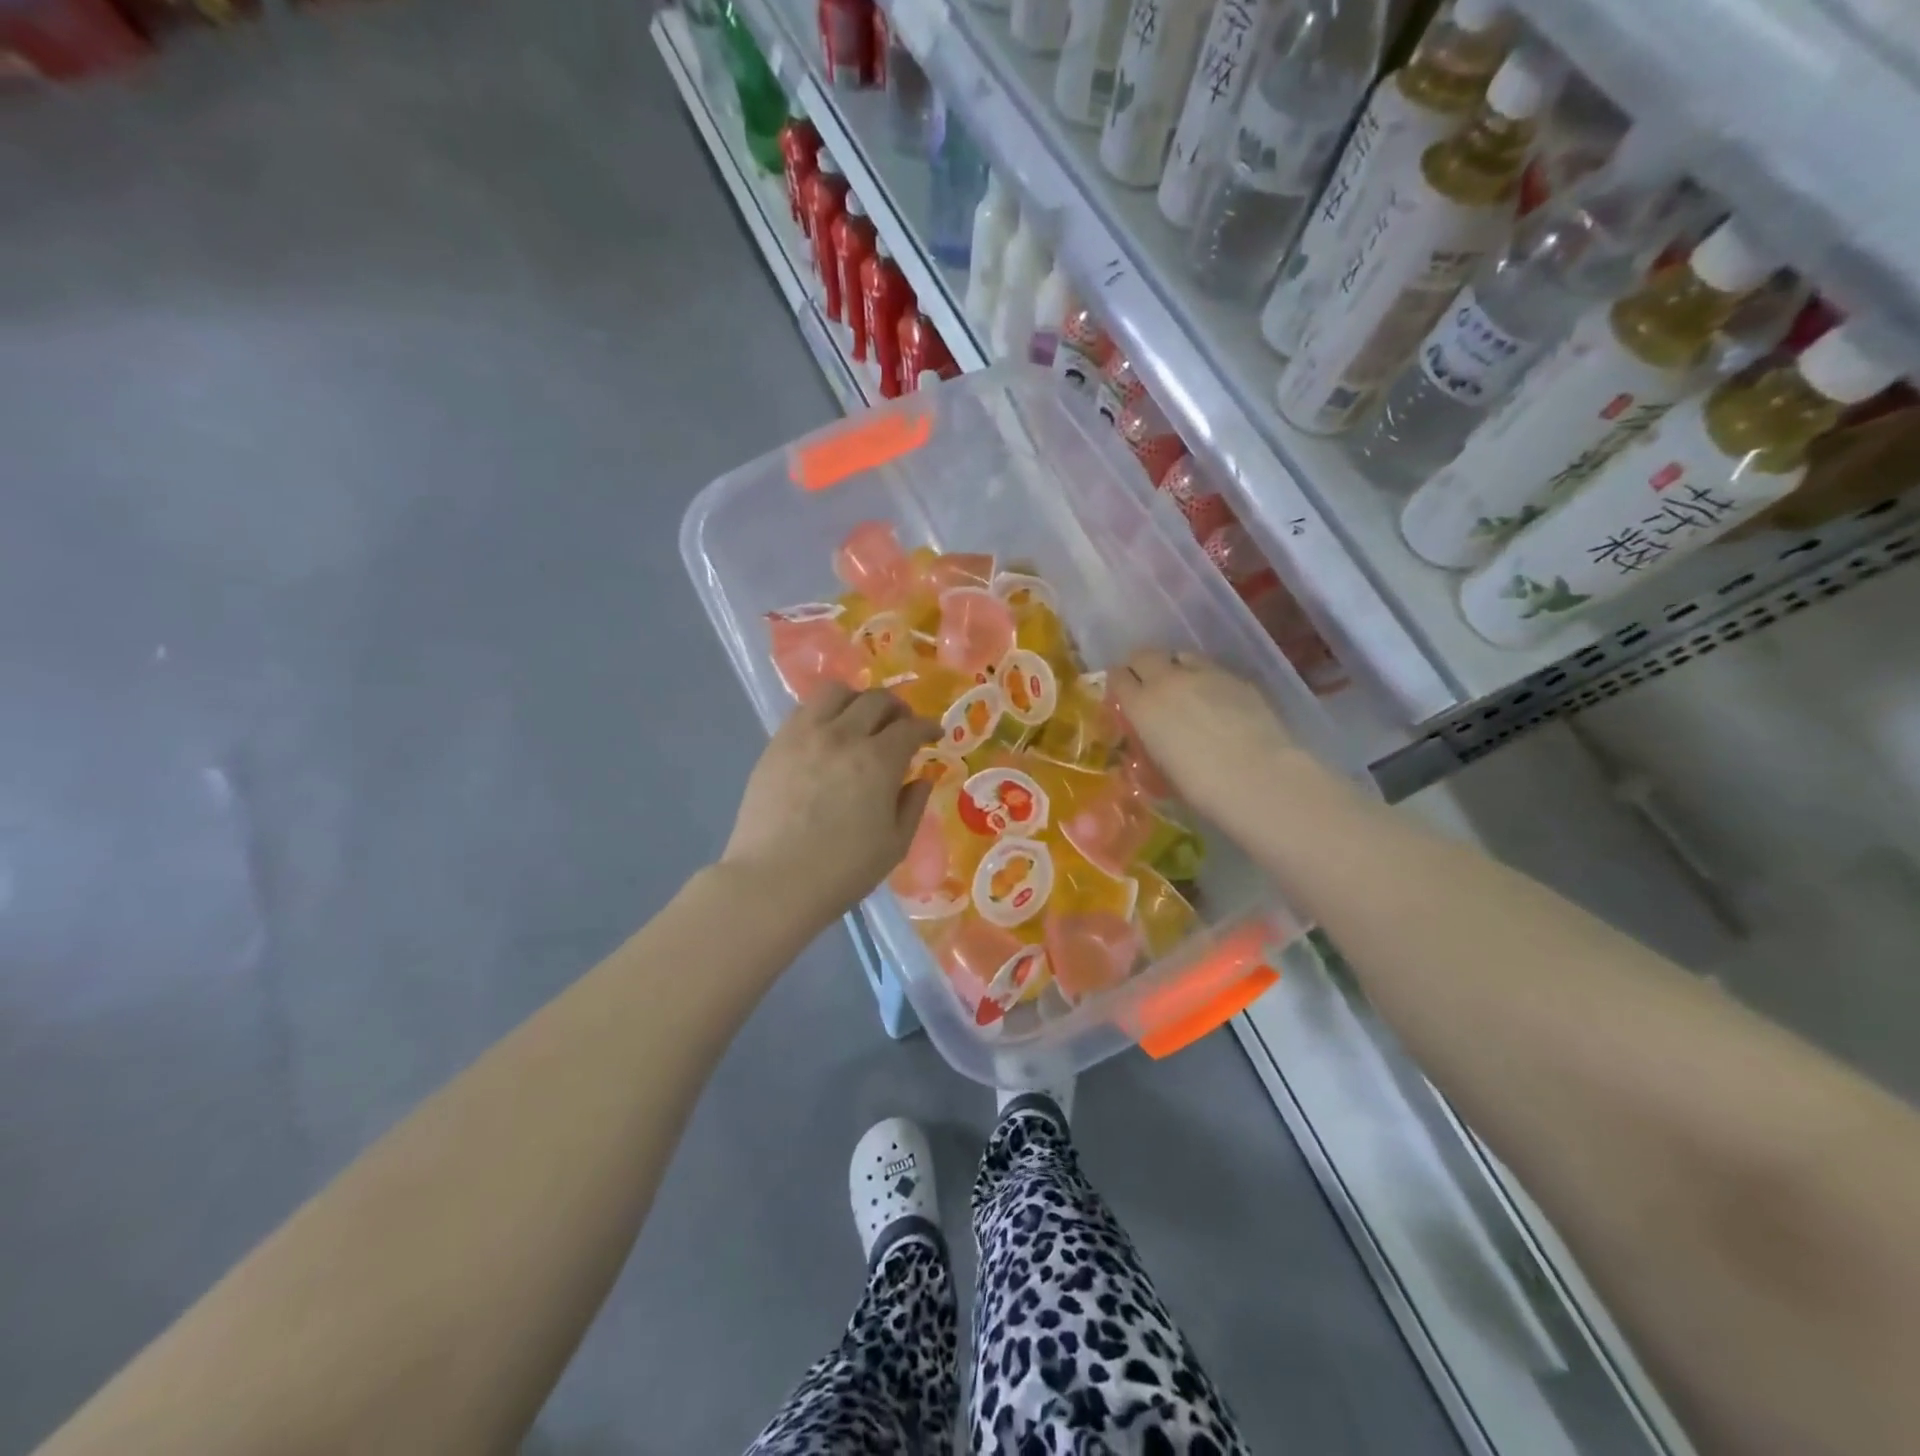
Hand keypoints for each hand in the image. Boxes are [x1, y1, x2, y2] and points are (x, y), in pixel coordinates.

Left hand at [722, 685, 940, 915]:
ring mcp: (804, 736)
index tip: (935, 733)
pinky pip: (804, 709)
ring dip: (857, 700)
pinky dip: (825, 712)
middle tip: (902, 725)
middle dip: (897, 708)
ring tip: (861, 720)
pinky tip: (828, 733)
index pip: (910, 727)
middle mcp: (843, 736)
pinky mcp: (776, 744)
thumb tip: (922, 779)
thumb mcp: (894, 845)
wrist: (772, 882)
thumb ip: (912, 805)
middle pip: (876, 700)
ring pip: (836, 692)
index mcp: (878, 761)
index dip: (928, 726)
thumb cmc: (842, 871)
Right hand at [1111, 651, 1311, 836]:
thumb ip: (1151, 741)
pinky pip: (1211, 669)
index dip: (1118, 683)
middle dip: (1141, 666)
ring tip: (1183, 688)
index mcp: (1142, 706)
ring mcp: (1205, 675)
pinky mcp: (1236, 678)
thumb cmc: (1200, 787)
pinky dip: (1206, 679)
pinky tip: (1216, 701)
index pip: (1118, 677)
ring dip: (1175, 667)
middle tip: (1146, 684)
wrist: (1257, 778)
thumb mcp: (1160, 768)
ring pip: (1180, 655)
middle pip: (1144, 655)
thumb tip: (1154, 736)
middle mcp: (1168, 681)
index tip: (1122, 694)